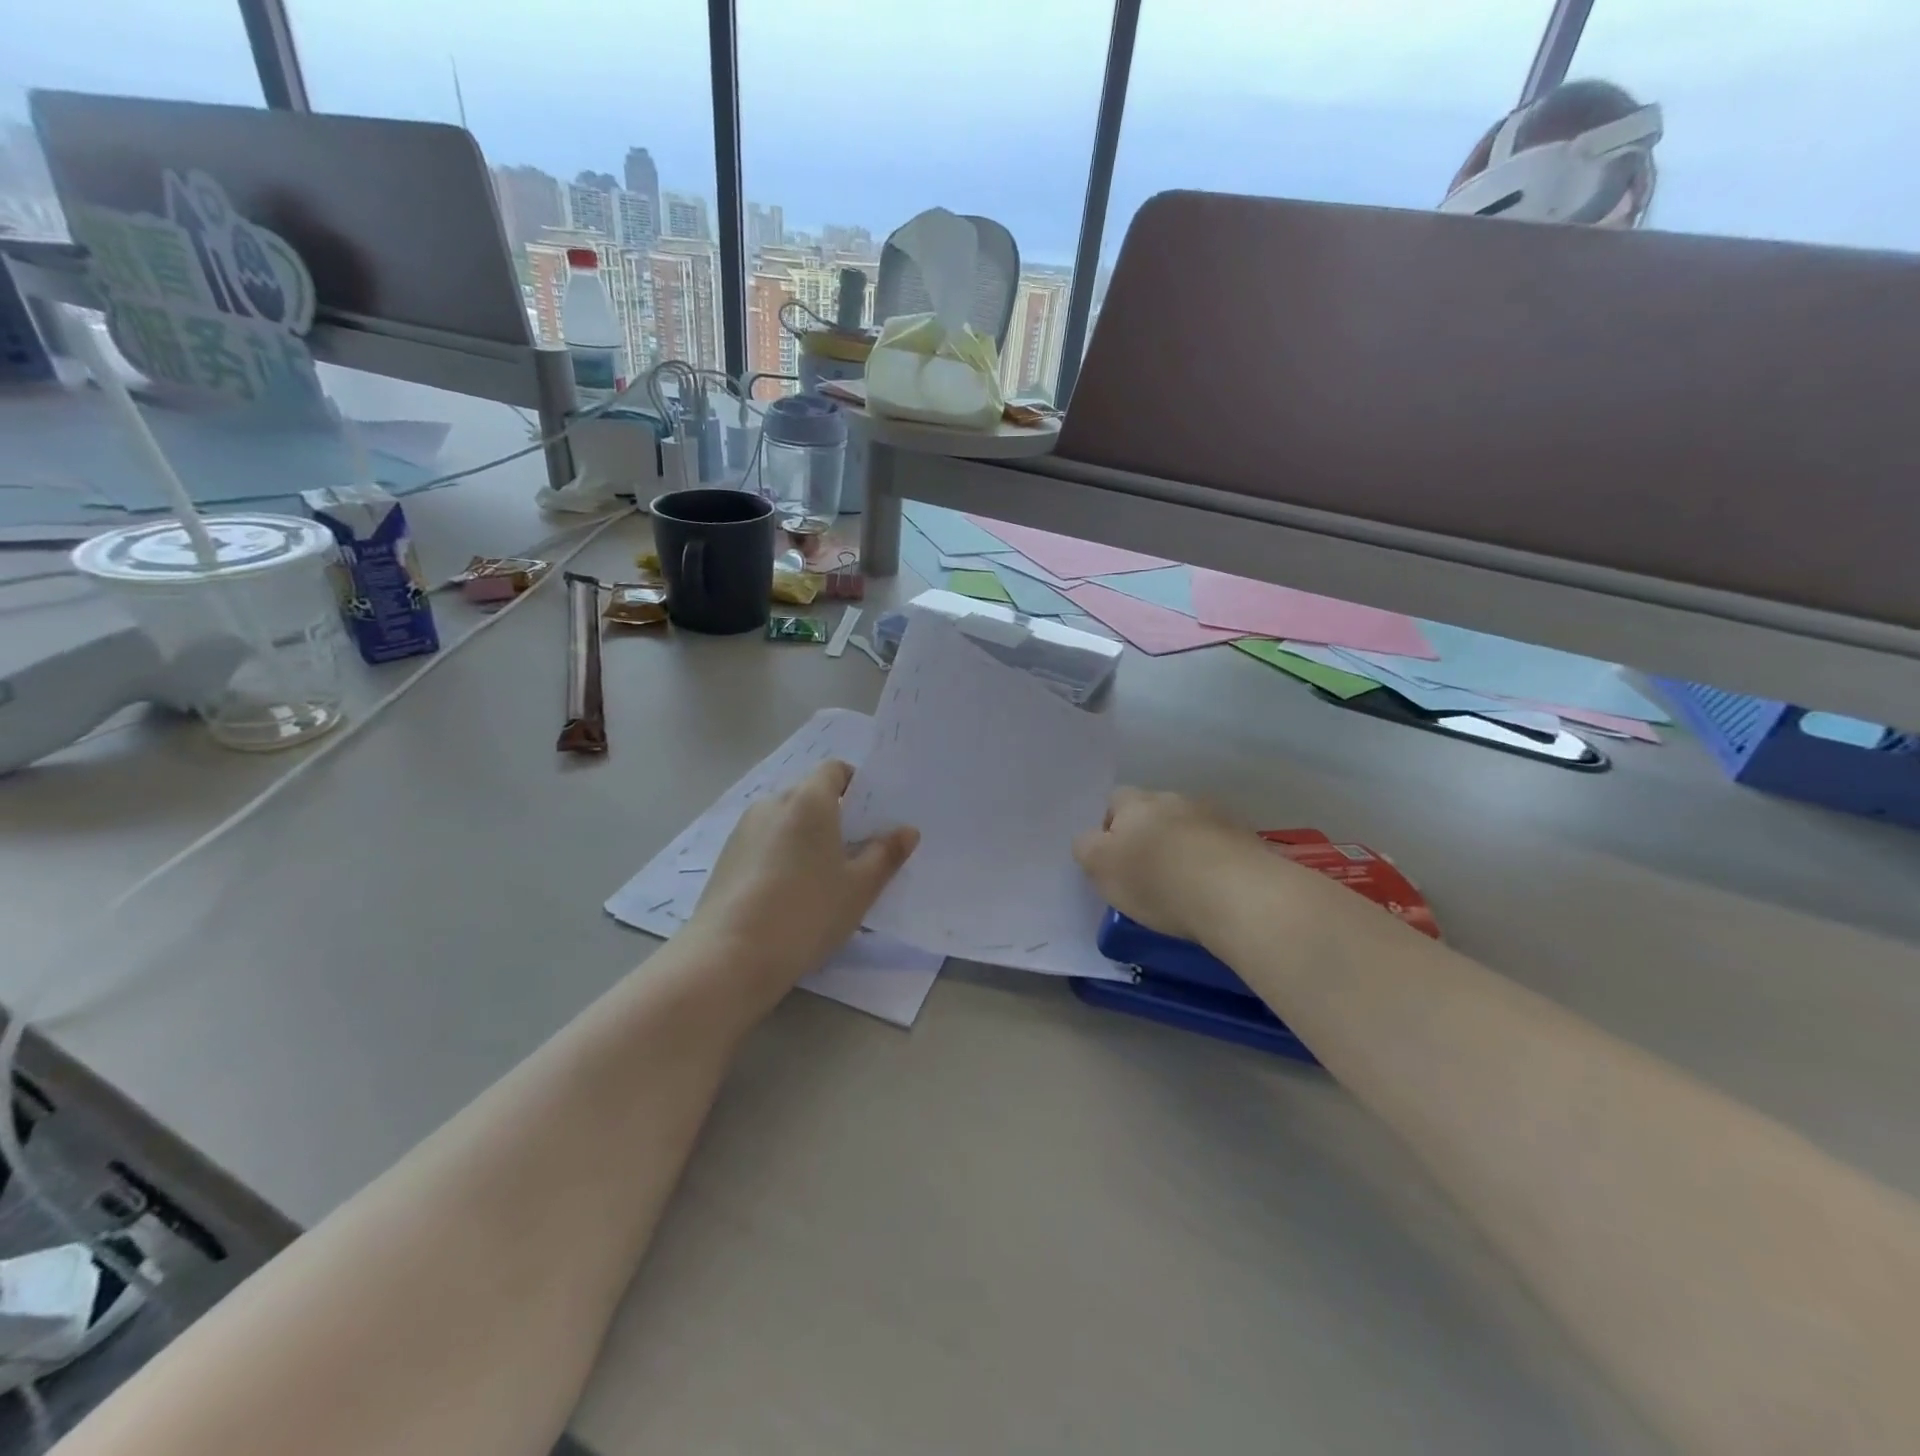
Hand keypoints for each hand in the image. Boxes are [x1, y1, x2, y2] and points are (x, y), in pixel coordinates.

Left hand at [689, 760, 918, 1008]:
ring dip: (804, 837)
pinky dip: (780, 855)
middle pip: (809, 795)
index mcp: (809, 800)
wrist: (730, 956)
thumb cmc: (807, 912)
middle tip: (854, 854)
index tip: (870, 818)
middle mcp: (773, 803)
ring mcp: (744, 829)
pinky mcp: (726, 857)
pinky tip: (787, 894)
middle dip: (833, 816)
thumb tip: (907, 831)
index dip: (855, 785)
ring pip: (784, 821)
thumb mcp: (859, 888)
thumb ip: (886, 855)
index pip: (834, 770)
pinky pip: (763, 842)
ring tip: (820, 879)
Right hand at [1073, 787, 1250, 943]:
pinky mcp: (1246, 839)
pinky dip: (1211, 861)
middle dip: (1148, 835)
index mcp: (1135, 802)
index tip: (1113, 861)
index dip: (1109, 828)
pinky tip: (1212, 889)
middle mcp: (1174, 799)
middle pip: (1153, 811)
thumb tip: (1091, 840)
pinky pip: (1218, 846)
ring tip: (1183, 883)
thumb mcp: (1101, 868)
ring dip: (1182, 846)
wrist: (1238, 894)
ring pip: (1188, 826)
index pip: (1114, 801)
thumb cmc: (1157, 880)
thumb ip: (1087, 848)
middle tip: (1145, 873)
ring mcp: (1215, 816)